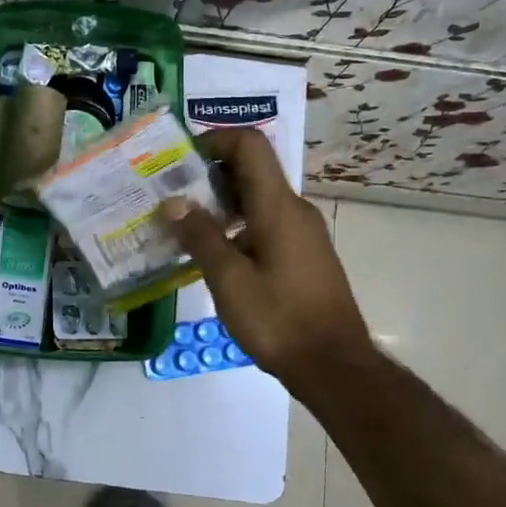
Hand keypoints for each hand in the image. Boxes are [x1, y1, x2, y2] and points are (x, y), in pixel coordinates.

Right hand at [162, 128, 374, 389]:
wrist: (334, 366)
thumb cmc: (279, 320)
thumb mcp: (229, 280)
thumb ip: (200, 236)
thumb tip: (173, 201)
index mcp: (278, 206)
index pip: (250, 145)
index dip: (215, 140)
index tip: (180, 159)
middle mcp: (294, 209)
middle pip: (251, 170)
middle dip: (209, 174)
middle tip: (171, 194)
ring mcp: (301, 233)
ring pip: (257, 198)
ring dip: (221, 203)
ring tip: (183, 224)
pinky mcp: (303, 254)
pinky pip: (266, 222)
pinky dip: (237, 225)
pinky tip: (212, 253)